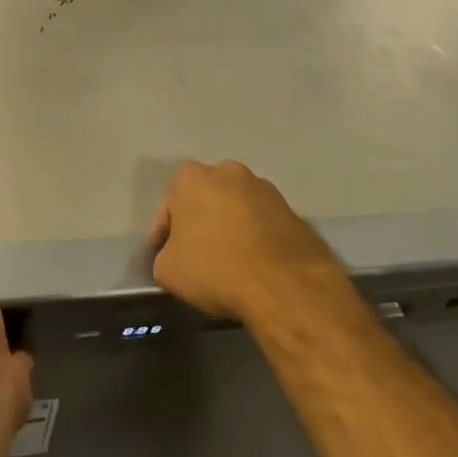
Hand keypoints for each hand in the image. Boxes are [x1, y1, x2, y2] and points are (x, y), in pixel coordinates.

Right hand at [149, 159, 344, 321]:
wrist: (284, 285)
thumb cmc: (215, 268)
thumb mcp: (168, 271)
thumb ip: (165, 256)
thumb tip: (175, 257)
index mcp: (191, 177)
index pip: (169, 207)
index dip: (164, 234)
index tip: (166, 255)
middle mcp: (228, 171)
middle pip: (205, 199)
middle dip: (201, 222)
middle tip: (198, 254)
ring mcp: (264, 188)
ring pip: (237, 208)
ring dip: (231, 227)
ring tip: (231, 262)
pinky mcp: (292, 210)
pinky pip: (264, 224)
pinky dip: (257, 238)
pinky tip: (256, 265)